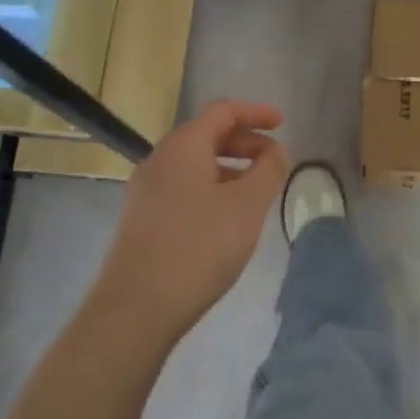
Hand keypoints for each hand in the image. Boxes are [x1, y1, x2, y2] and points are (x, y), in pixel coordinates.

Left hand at [91, 101, 288, 344]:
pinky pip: (183, 188)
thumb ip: (268, 171)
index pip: (222, 112)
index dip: (255, 113)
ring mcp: (146, 191)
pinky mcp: (142, 219)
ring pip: (194, 165)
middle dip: (244, 142)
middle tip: (275, 161)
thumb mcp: (247, 206)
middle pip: (206, 135)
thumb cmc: (200, 246)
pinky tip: (227, 218)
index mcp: (183, 146)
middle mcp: (159, 160)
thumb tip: (276, 152)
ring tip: (257, 191)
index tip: (282, 123)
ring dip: (229, 168)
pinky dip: (211, 188)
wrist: (137, 306)